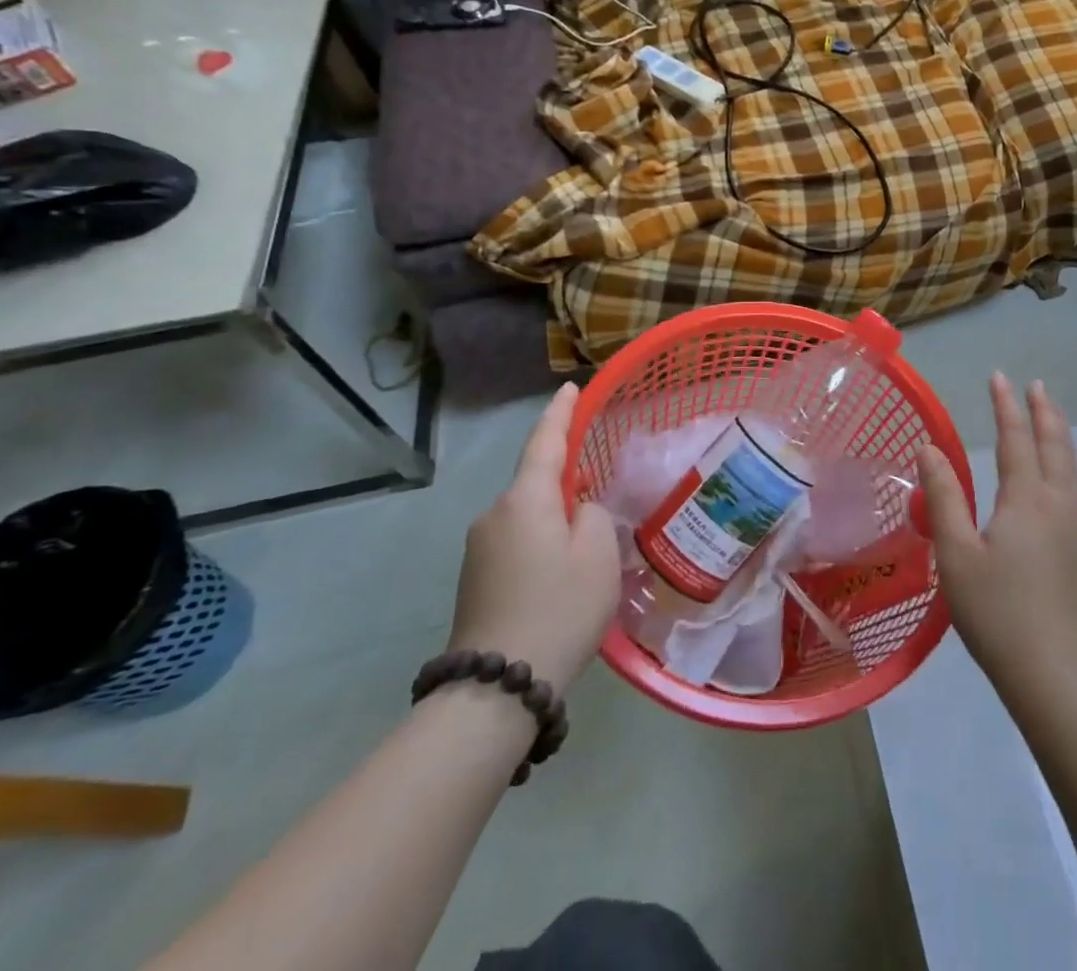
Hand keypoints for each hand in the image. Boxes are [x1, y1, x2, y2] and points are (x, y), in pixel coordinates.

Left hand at [447, 383, 620, 691]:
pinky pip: (517, 541)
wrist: (495, 688)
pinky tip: (563, 573)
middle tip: (601, 492)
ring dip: (555, 518)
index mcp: (525, 500)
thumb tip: (577, 510)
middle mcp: (494, 515)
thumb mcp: (598, 554)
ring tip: (588, 547)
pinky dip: (542, 543)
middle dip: (566, 480)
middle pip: (536, 482)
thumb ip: (593, 515)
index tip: (571, 387)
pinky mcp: (475, 578)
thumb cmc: (559, 608)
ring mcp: (479, 548)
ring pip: (528, 516)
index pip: (544, 441)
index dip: (560, 413)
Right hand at [918, 374, 1076, 702]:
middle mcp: (1055, 504)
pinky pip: (1072, 485)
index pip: (1016, 439)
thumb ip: (943, 498)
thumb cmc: (997, 612)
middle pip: (1054, 446)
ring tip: (1050, 415)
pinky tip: (1057, 473)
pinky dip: (1064, 460)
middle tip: (1034, 386)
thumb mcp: (956, 554)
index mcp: (1026, 500)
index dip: (1006, 407)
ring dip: (1058, 434)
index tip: (999, 377)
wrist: (1053, 673)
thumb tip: (929, 449)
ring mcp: (1071, 527)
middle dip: (1043, 412)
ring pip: (1069, 465)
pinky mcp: (1076, 549)